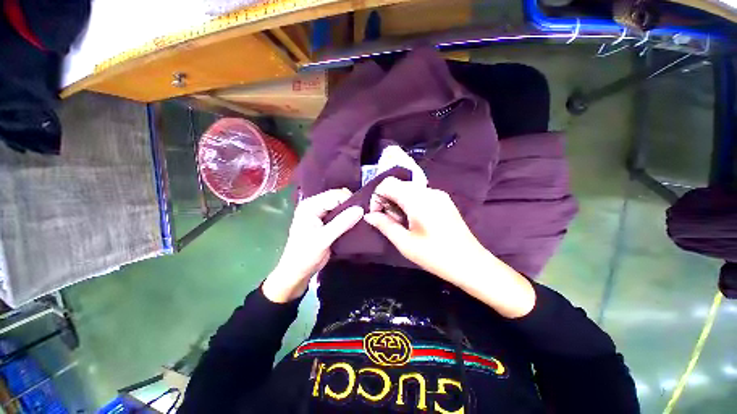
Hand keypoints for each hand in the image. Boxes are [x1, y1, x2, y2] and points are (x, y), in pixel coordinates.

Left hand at [262, 189, 363, 302]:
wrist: (297, 271)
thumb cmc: (306, 255)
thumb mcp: (324, 239)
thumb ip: (342, 223)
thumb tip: (360, 209)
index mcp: (310, 206)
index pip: (335, 195)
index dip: (350, 201)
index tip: (363, 212)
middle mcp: (314, 205)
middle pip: (338, 198)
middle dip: (351, 205)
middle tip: (364, 216)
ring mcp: (319, 212)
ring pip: (340, 205)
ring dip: (350, 211)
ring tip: (361, 220)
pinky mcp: (324, 220)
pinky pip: (339, 213)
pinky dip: (348, 217)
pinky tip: (355, 223)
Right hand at [363, 177, 484, 281]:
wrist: (471, 264)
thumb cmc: (436, 256)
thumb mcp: (405, 243)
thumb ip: (384, 225)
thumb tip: (369, 215)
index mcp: (417, 200)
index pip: (388, 184)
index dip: (377, 197)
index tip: (377, 216)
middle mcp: (428, 191)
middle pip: (398, 185)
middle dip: (387, 200)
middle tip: (390, 222)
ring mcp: (438, 194)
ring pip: (408, 190)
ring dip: (399, 202)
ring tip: (402, 223)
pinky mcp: (444, 200)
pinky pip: (420, 194)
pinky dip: (410, 203)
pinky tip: (415, 220)